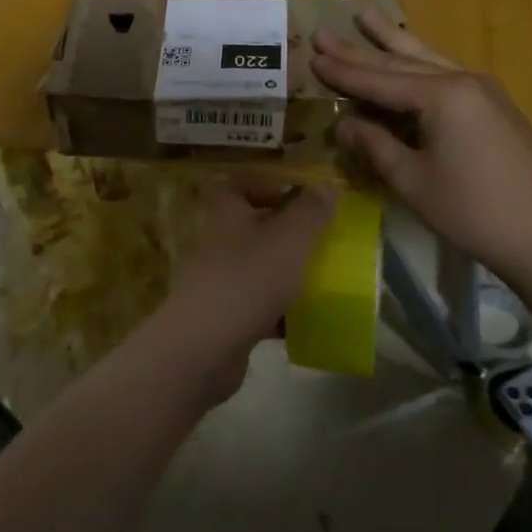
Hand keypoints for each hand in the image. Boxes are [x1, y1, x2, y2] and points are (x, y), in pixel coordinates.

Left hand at [155, 178, 338, 402]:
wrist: (204, 347)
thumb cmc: (247, 280)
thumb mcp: (288, 239)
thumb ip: (310, 211)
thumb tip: (327, 185)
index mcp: (225, 215)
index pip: (234, 184)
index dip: (262, 184)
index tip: (296, 195)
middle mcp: (216, 244)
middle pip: (247, 227)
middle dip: (282, 232)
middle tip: (317, 241)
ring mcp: (215, 282)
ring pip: (253, 268)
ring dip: (282, 273)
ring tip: (318, 280)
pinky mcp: (221, 318)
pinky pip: (254, 307)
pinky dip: (277, 312)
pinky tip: (303, 321)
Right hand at [311, 11, 531, 288]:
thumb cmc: (472, 210)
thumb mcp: (412, 180)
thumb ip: (375, 145)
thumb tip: (344, 123)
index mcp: (442, 96)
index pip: (380, 80)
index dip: (343, 72)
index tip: (312, 55)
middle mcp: (463, 82)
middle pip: (401, 63)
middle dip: (360, 49)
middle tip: (325, 32)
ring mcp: (484, 92)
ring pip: (428, 59)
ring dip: (394, 41)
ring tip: (367, 16)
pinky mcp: (494, 108)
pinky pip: (446, 73)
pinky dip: (420, 62)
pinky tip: (411, 55)